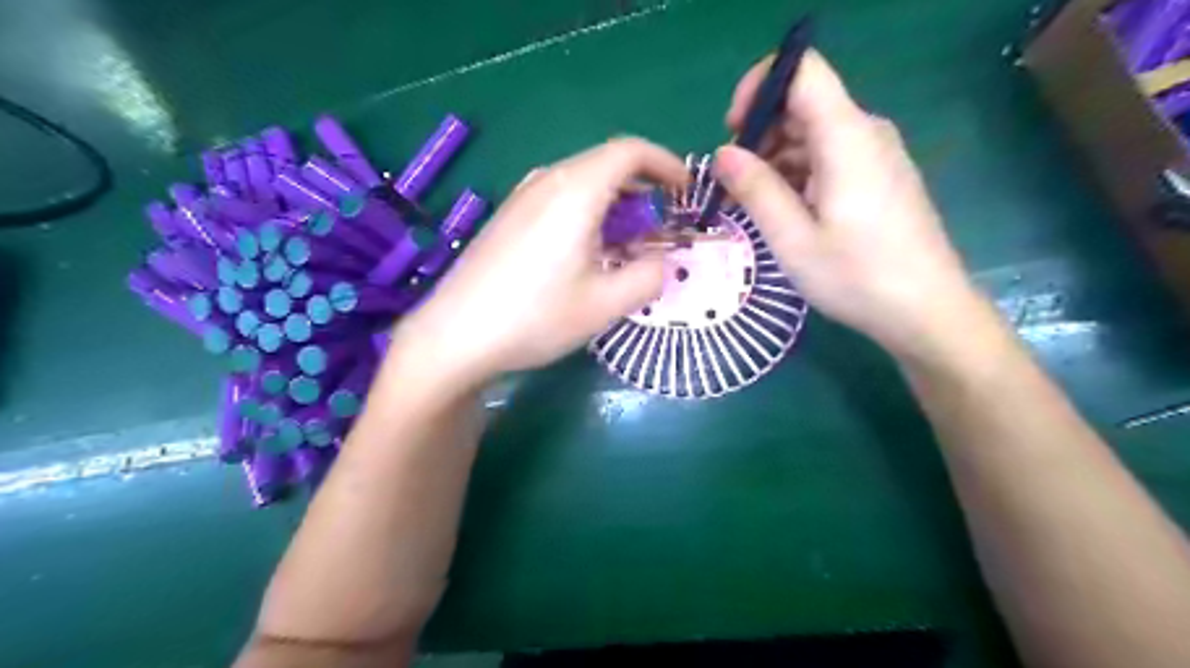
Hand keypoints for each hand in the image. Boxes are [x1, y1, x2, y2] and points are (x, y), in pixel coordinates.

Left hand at [392, 138, 687, 394]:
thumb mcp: (605, 304)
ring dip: (613, 201)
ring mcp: (521, 198)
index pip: (630, 151)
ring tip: (627, 241)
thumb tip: (662, 262)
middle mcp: (546, 181)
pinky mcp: (507, 218)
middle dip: (642, 187)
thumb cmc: (535, 317)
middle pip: (604, 163)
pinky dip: (586, 212)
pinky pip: (557, 198)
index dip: (665, 163)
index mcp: (575, 191)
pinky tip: (584, 251)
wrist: (455, 335)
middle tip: (660, 224)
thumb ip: (648, 277)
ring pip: (580, 181)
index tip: (685, 190)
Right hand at [716, 53, 984, 363]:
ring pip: (812, 134)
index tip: (732, 132)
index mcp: (846, 137)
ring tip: (751, 205)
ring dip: (774, 160)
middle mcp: (865, 133)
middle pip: (802, 104)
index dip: (760, 87)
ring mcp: (876, 155)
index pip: (802, 69)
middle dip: (759, 134)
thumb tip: (723, 154)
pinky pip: (829, 157)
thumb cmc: (857, 277)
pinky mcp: (878, 177)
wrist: (926, 311)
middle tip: (732, 184)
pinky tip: (783, 212)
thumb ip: (756, 189)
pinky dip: (797, 174)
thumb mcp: (793, 239)